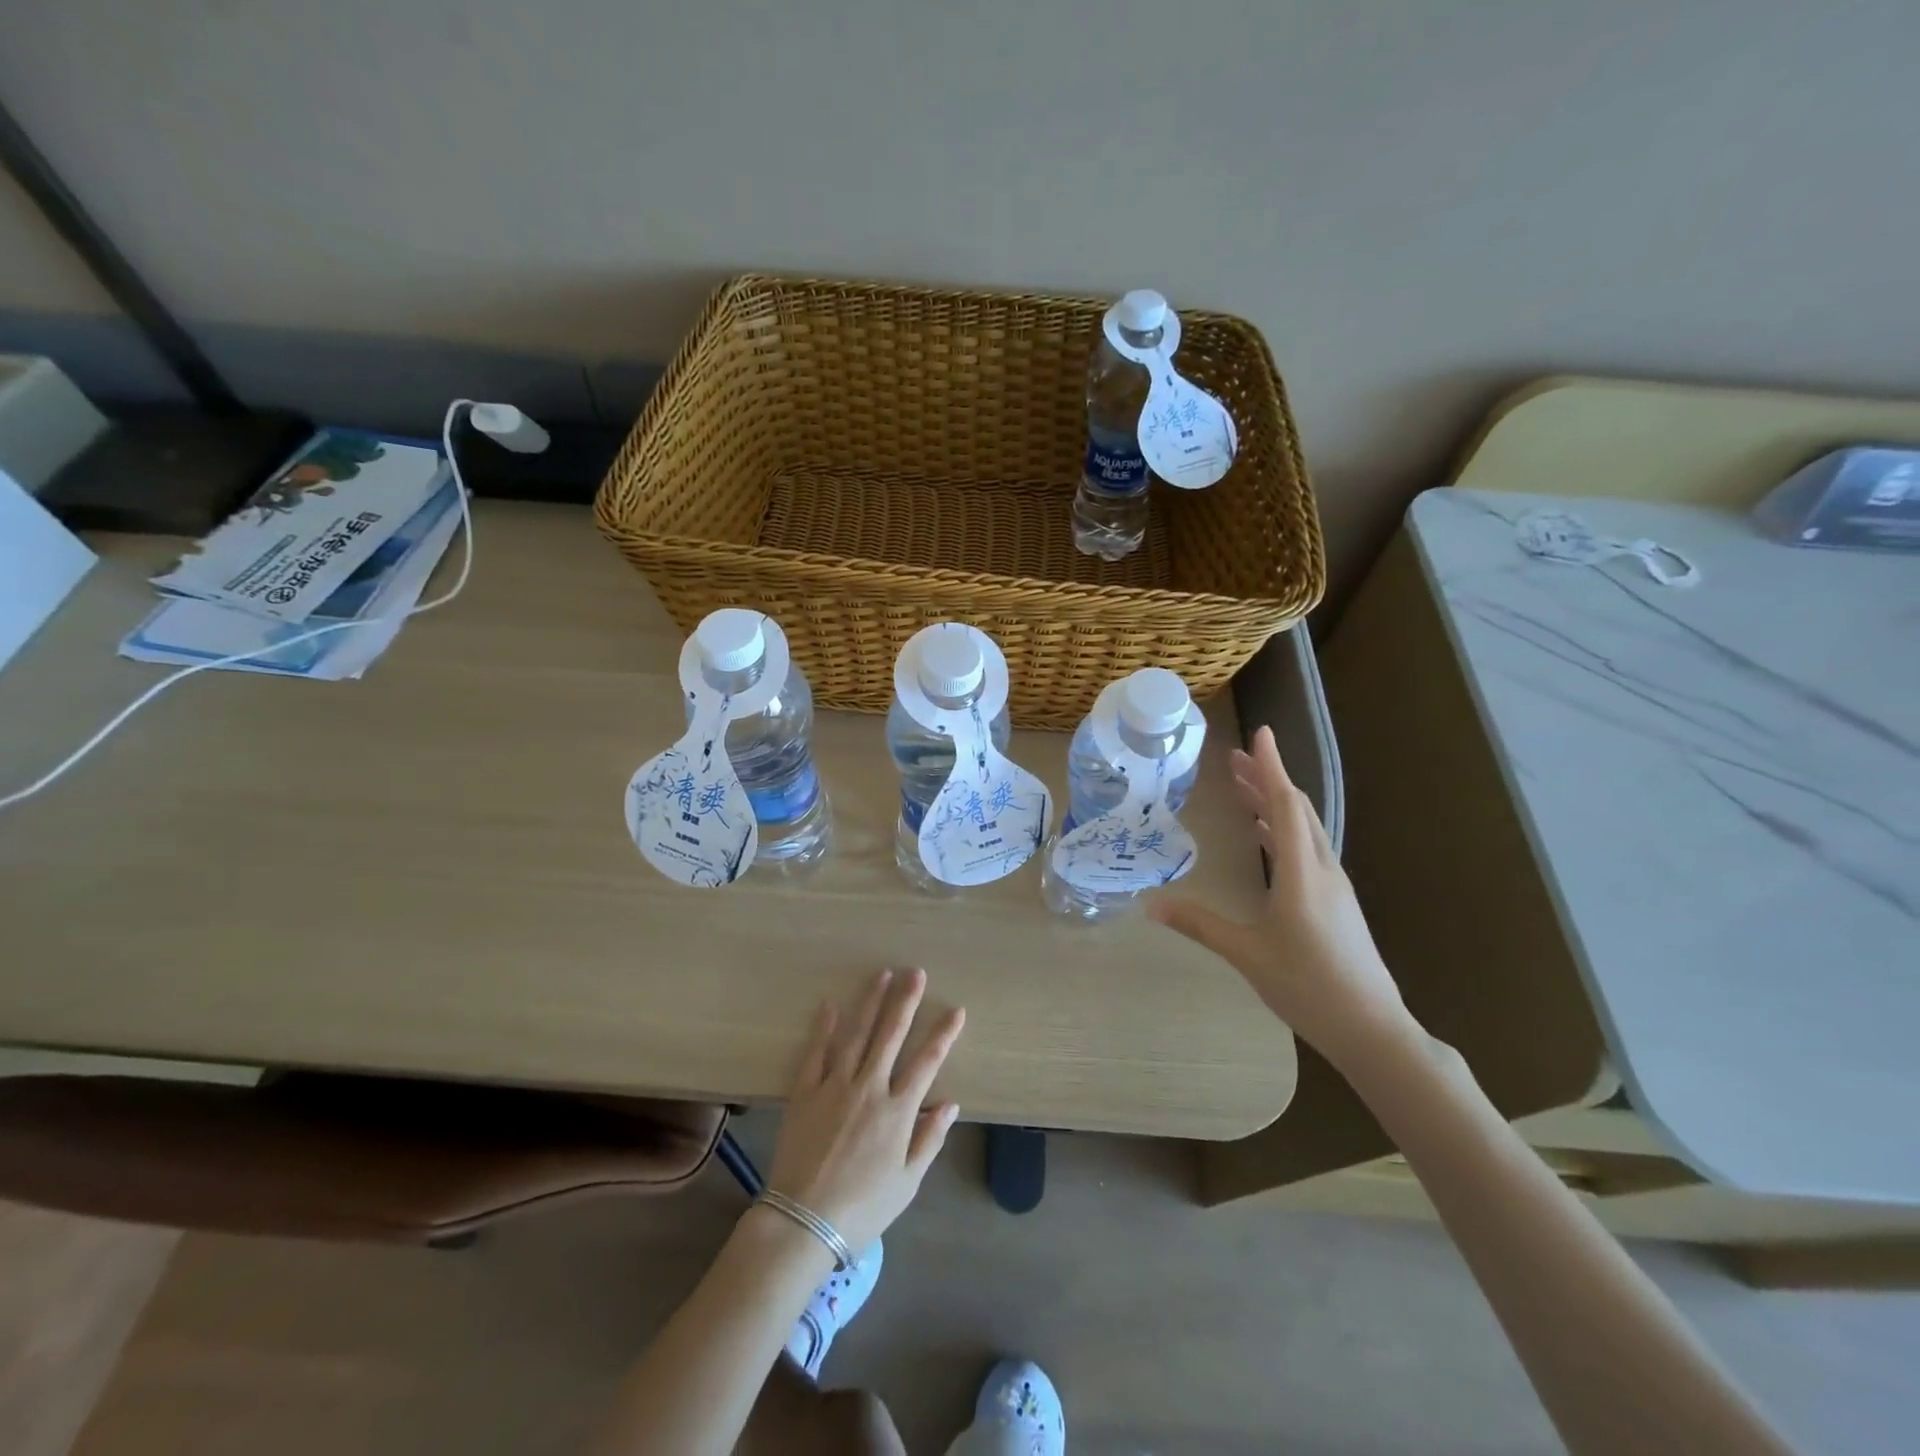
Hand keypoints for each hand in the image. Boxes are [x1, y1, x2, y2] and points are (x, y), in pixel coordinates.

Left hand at [765, 968, 964, 1251]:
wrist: (803, 1222)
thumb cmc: (863, 1208)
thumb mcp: (907, 1182)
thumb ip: (929, 1139)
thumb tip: (950, 1103)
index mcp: (898, 1110)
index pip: (927, 1062)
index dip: (944, 1034)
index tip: (956, 1010)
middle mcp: (869, 1087)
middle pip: (891, 1034)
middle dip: (906, 1001)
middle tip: (916, 973)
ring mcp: (834, 1085)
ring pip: (856, 1033)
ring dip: (871, 1002)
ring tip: (882, 974)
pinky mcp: (805, 1092)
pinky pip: (816, 1052)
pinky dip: (824, 1027)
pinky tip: (831, 1005)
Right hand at [1150, 725, 1411, 1071]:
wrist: (1372, 1028)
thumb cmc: (1308, 987)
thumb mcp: (1246, 954)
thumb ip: (1199, 924)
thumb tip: (1150, 904)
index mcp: (1301, 873)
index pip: (1285, 805)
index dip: (1271, 767)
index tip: (1260, 734)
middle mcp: (1321, 869)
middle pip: (1295, 809)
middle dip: (1267, 778)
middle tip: (1235, 759)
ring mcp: (1333, 885)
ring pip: (1303, 828)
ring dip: (1275, 803)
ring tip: (1243, 788)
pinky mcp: (1335, 901)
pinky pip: (1307, 849)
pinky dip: (1283, 830)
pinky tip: (1266, 837)